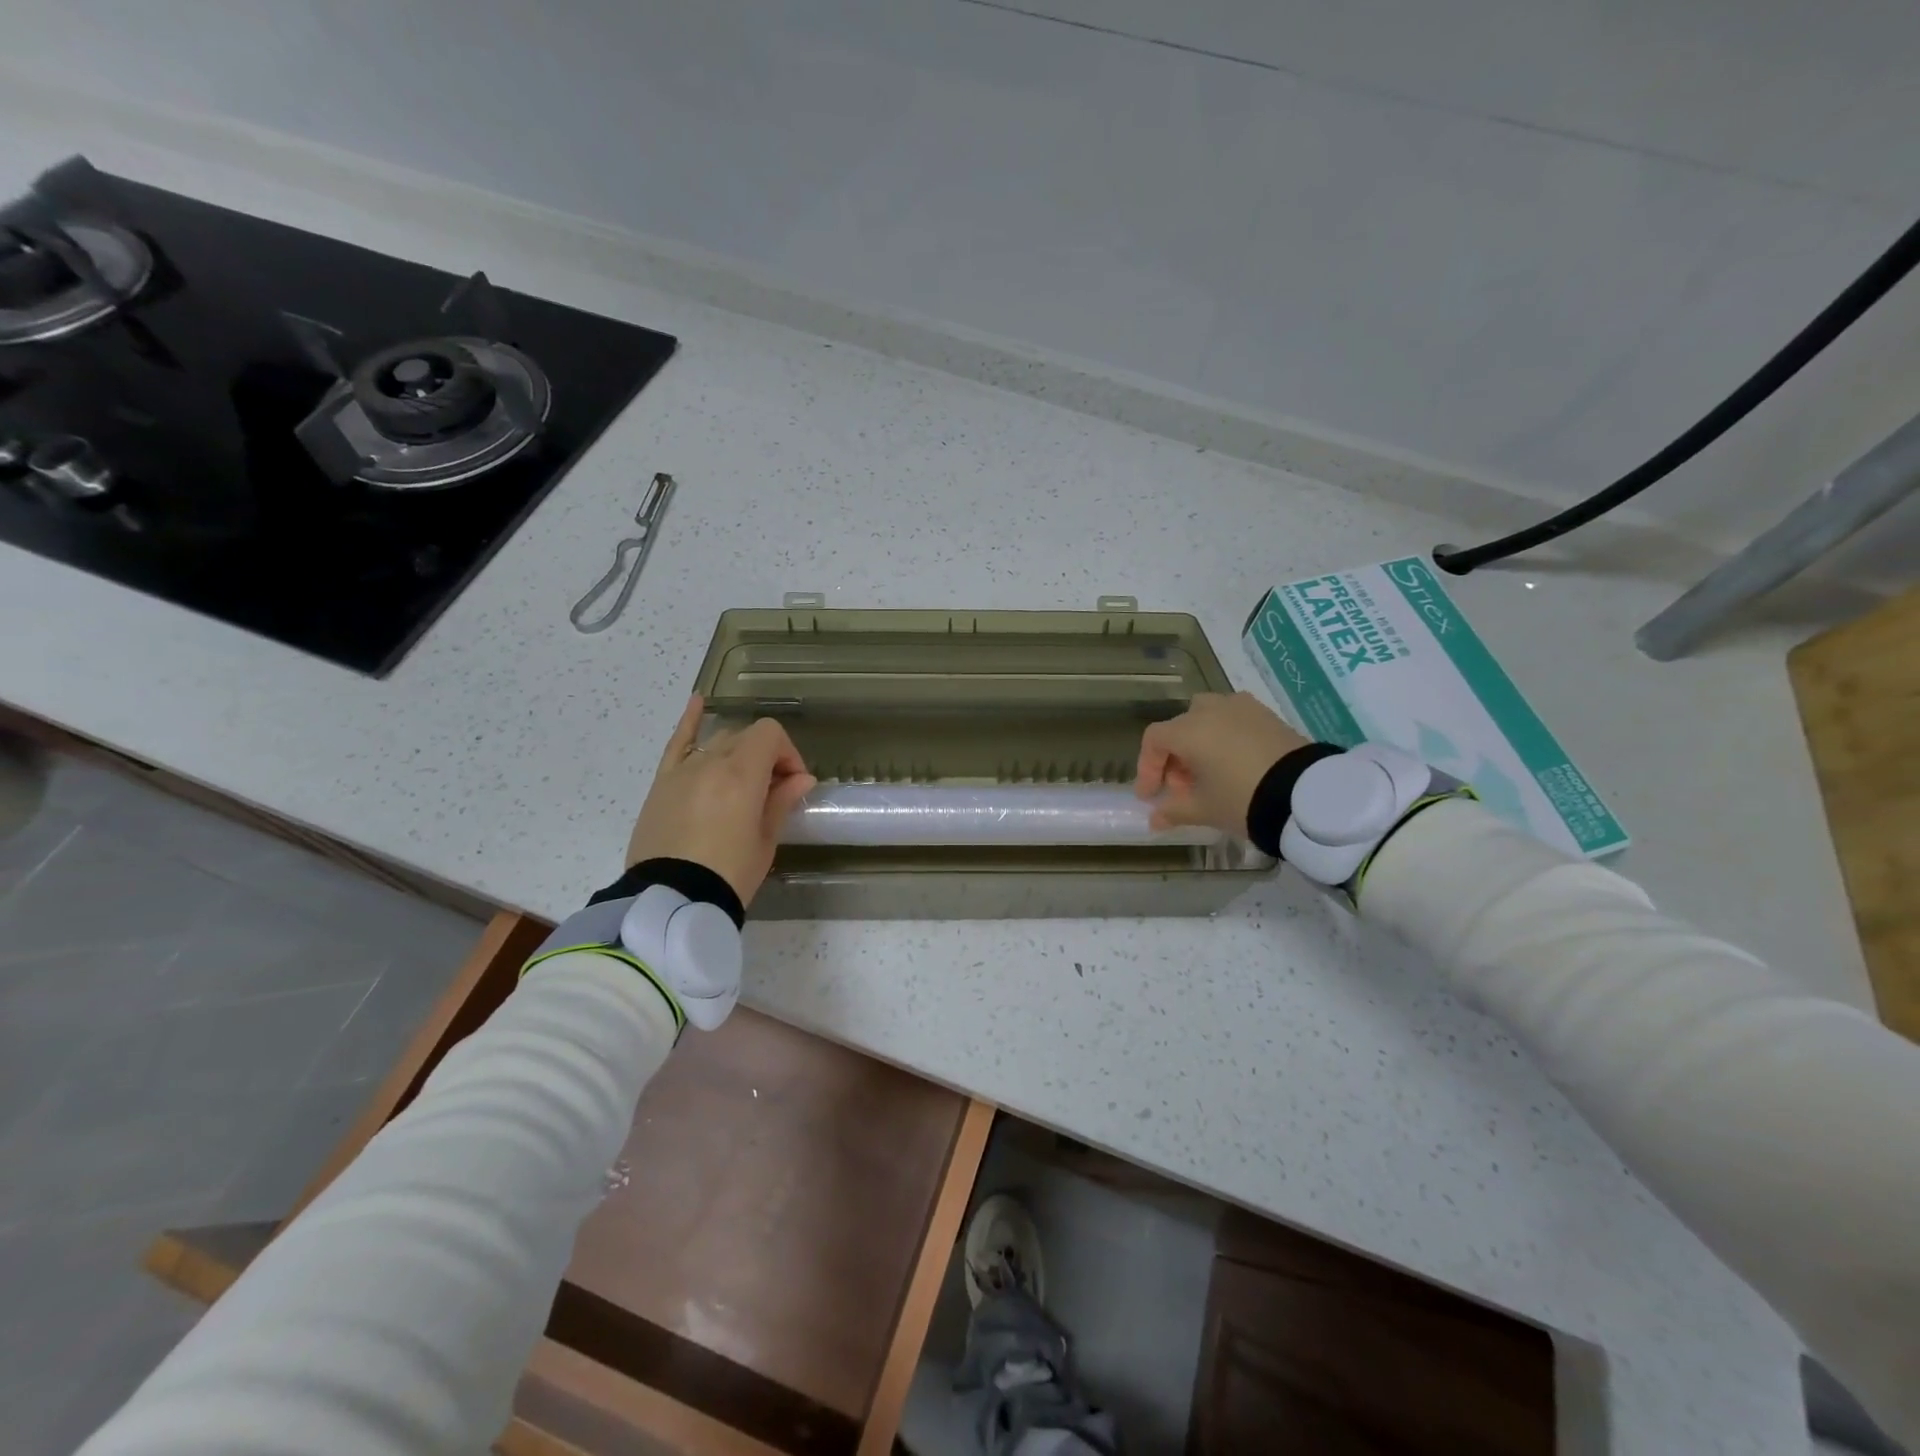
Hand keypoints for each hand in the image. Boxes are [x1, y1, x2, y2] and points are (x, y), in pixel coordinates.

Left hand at [626, 695, 816, 904]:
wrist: (671, 901)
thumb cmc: (729, 874)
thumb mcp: (764, 841)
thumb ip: (780, 801)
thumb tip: (801, 778)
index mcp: (741, 774)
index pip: (770, 735)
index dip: (788, 754)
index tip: (792, 784)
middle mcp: (710, 762)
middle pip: (745, 737)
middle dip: (766, 756)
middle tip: (773, 792)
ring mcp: (682, 770)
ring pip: (717, 741)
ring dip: (738, 751)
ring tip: (744, 781)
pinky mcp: (662, 784)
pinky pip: (676, 743)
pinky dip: (688, 721)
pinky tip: (697, 701)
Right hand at [1135, 692, 1309, 837]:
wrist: (1306, 794)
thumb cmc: (1242, 798)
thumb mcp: (1203, 809)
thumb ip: (1174, 811)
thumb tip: (1155, 818)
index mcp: (1189, 730)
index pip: (1154, 740)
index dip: (1147, 767)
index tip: (1150, 796)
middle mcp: (1211, 710)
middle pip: (1179, 727)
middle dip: (1174, 757)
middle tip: (1181, 788)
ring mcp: (1241, 707)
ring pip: (1207, 717)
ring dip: (1199, 742)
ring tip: (1209, 773)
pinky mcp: (1267, 714)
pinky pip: (1234, 719)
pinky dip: (1225, 736)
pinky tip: (1234, 763)